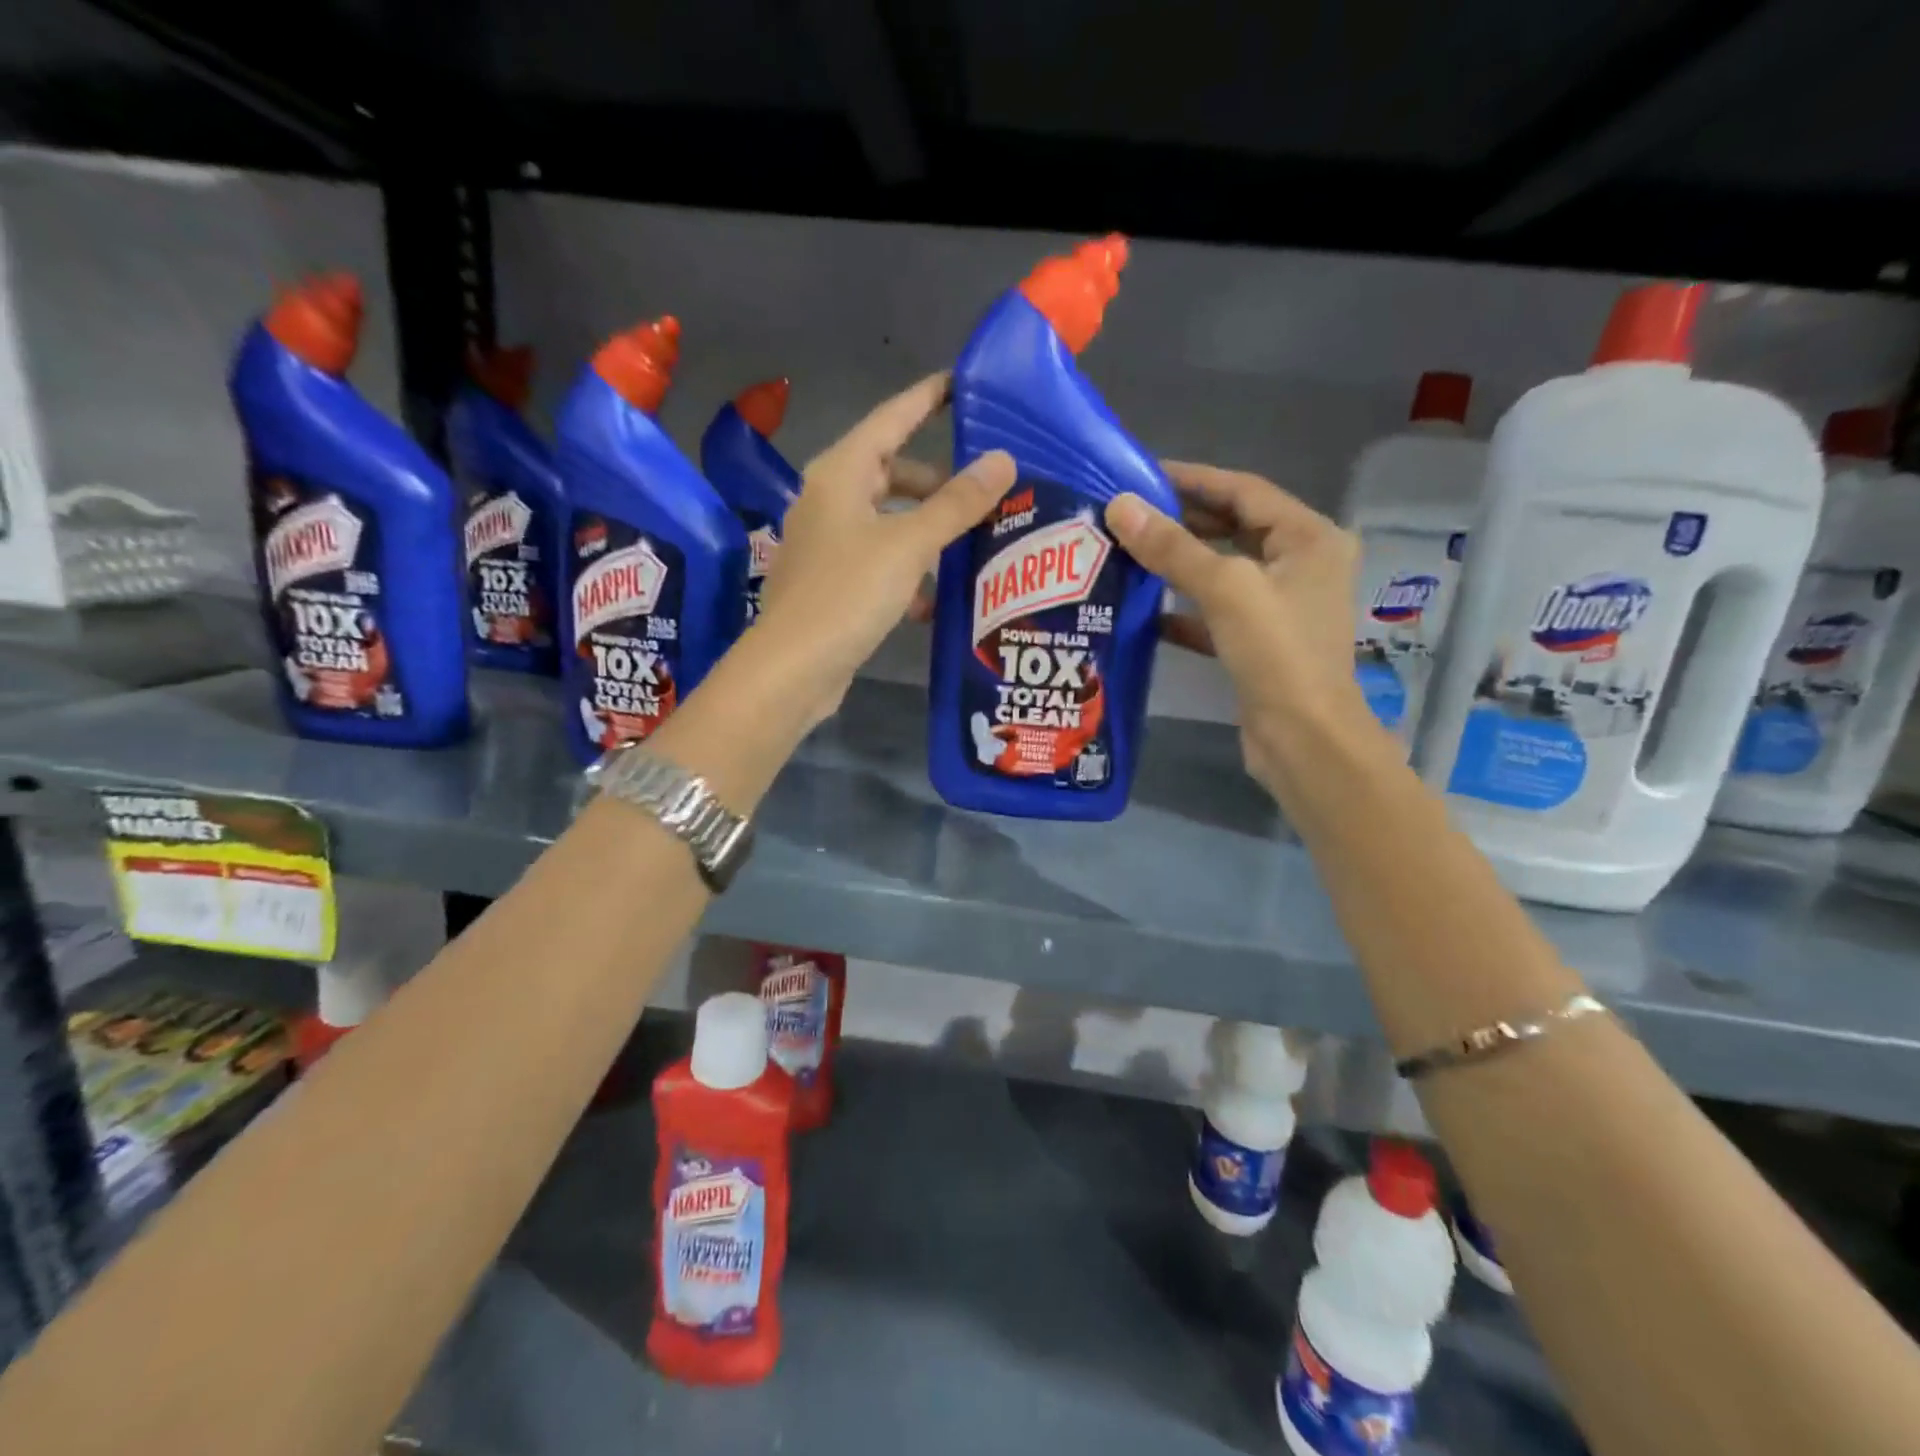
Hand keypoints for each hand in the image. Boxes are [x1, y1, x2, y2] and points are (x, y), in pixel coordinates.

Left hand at [757, 373, 1015, 720]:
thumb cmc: (847, 593)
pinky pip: (881, 562)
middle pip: (891, 473)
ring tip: (972, 545)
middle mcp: (830, 500)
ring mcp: (828, 544)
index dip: (928, 398)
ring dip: (928, 531)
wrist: (793, 668)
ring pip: (889, 521)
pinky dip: (909, 572)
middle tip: (984, 491)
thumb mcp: (909, 544)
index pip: (892, 418)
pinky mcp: (833, 584)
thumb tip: (1002, 459)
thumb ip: (957, 503)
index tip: (964, 384)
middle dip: (938, 482)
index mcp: (840, 473)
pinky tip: (935, 602)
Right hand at [1103, 462, 1373, 793]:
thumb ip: (1172, 547)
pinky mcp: (1260, 642)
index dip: (1193, 479)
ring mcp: (1281, 606)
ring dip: (1179, 563)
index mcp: (1309, 538)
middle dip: (1182, 521)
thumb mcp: (1225, 589)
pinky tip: (1145, 611)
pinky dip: (1184, 609)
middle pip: (1234, 527)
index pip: (1244, 490)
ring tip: (1129, 552)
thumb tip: (1119, 506)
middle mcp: (1301, 565)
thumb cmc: (1277, 653)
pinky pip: (1216, 612)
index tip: (1142, 475)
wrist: (1303, 739)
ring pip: (1223, 571)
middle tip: (1128, 515)